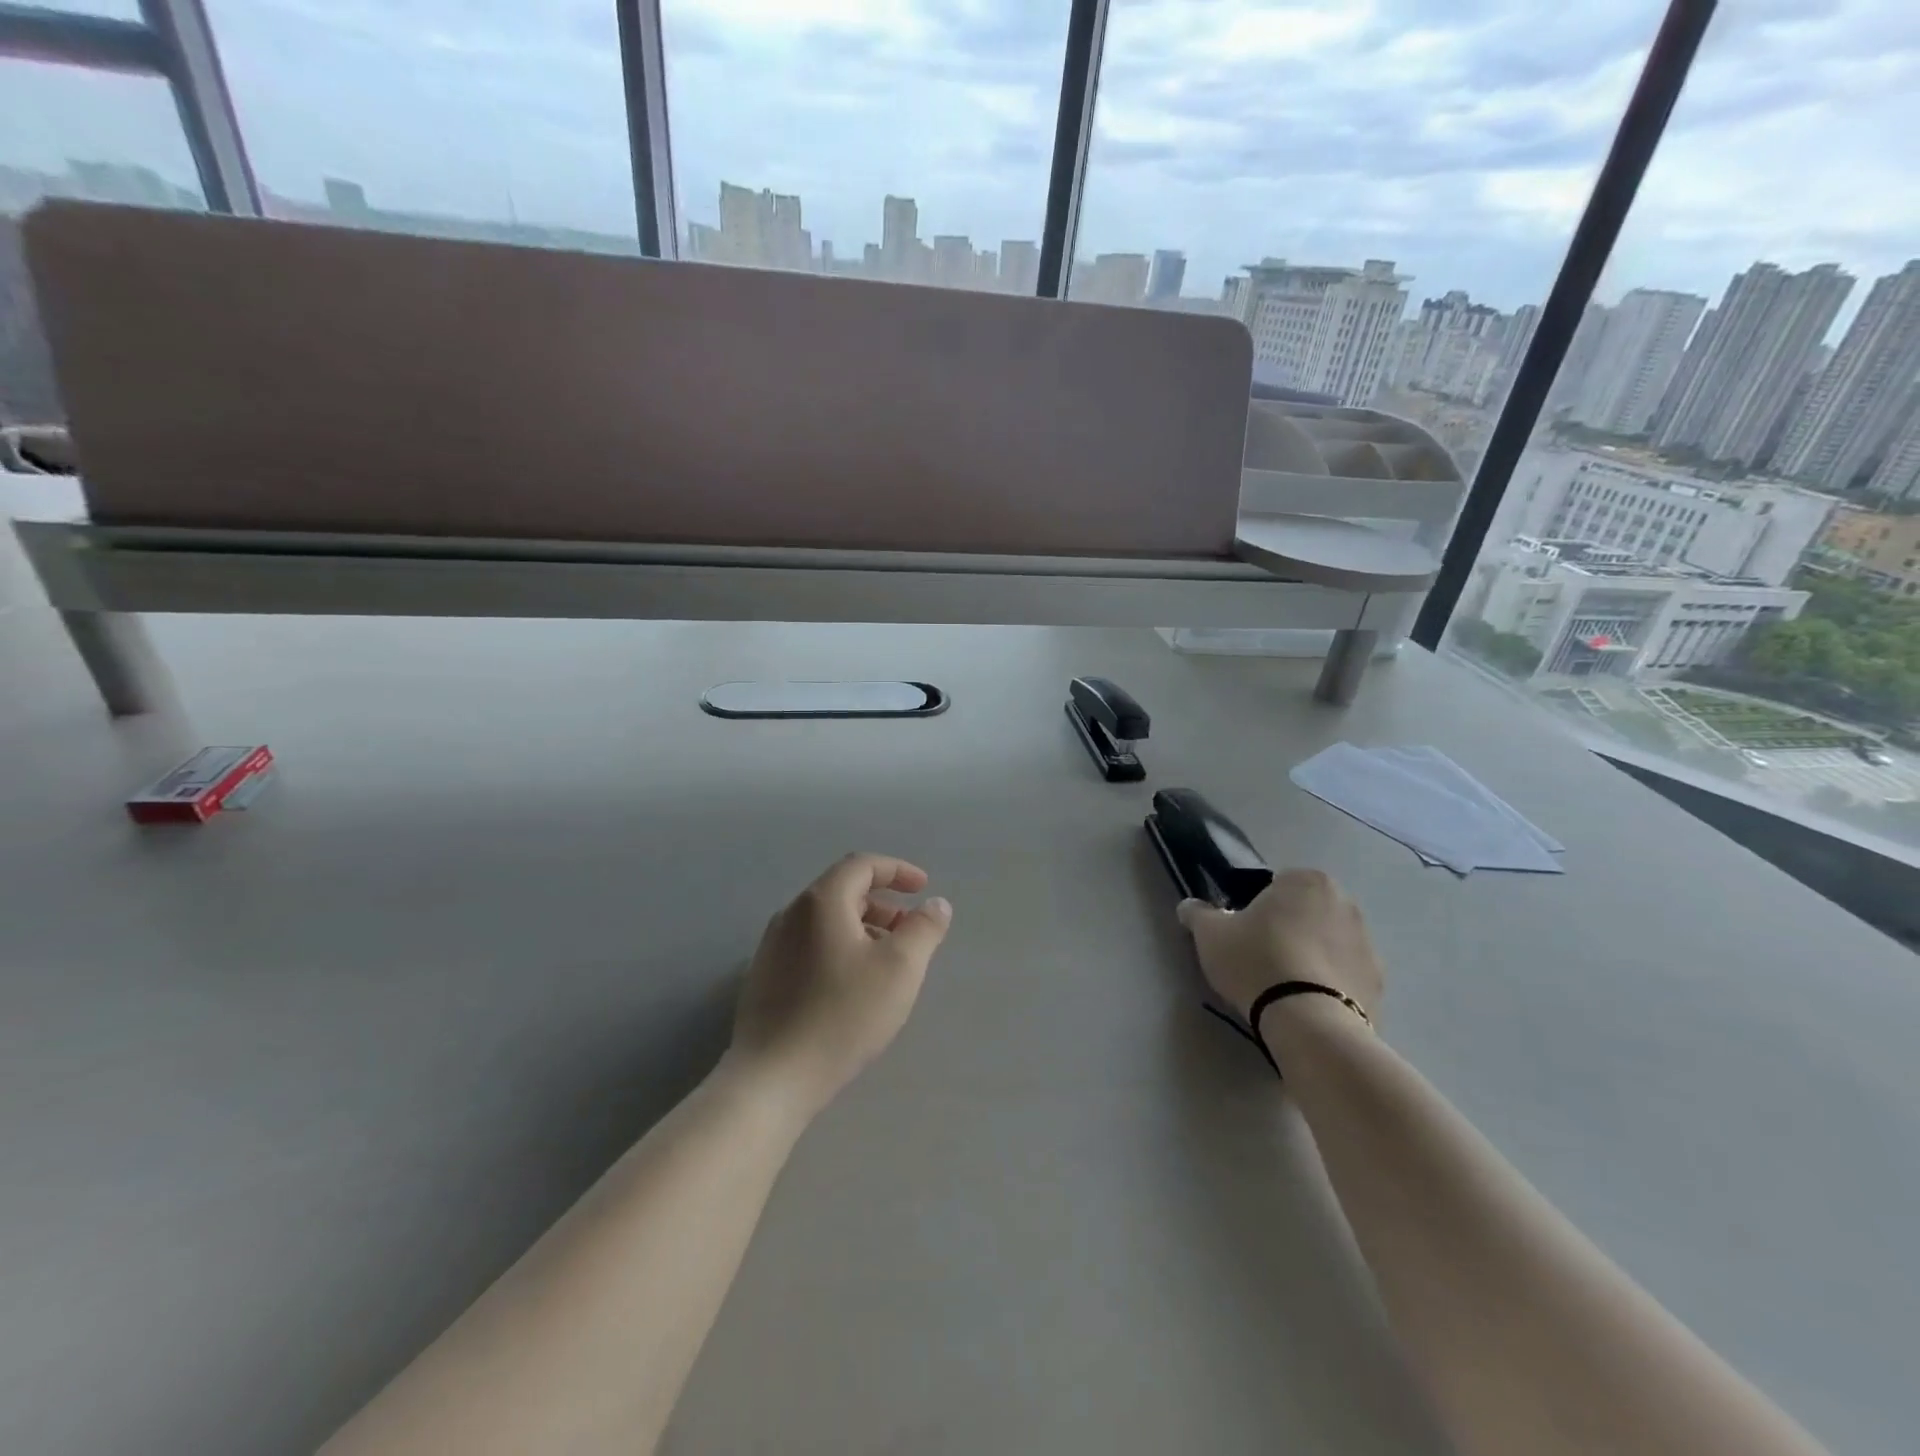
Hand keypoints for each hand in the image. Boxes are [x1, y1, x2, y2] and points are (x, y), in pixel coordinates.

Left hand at [727, 854, 952, 1117]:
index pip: (862, 865)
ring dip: (863, 927)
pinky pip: (810, 944)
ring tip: (888, 961)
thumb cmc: (843, 1015)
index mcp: (821, 901)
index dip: (897, 870)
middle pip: (843, 891)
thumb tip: (935, 904)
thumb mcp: (900, 969)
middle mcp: (791, 914)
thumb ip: (924, 929)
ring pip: (826, 920)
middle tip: (910, 929)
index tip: (923, 887)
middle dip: (883, 903)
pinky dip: (841, 947)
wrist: (773, 1078)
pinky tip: (853, 985)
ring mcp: (772, 945)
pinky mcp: (765, 976)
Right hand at [1177, 870, 1382, 1022]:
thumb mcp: (1210, 935)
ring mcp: (1368, 944)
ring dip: (1309, 956)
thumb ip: (1198, 914)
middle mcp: (1345, 903)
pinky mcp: (1379, 984)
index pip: (1276, 885)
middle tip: (1259, 958)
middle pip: (1305, 912)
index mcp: (1307, 881)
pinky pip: (1344, 977)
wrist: (1310, 1022)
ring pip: (1327, 944)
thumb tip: (1188, 906)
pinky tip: (1306, 1006)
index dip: (1256, 908)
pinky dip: (1329, 986)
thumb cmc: (1257, 961)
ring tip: (1282, 988)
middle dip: (1288, 929)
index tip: (1243, 933)